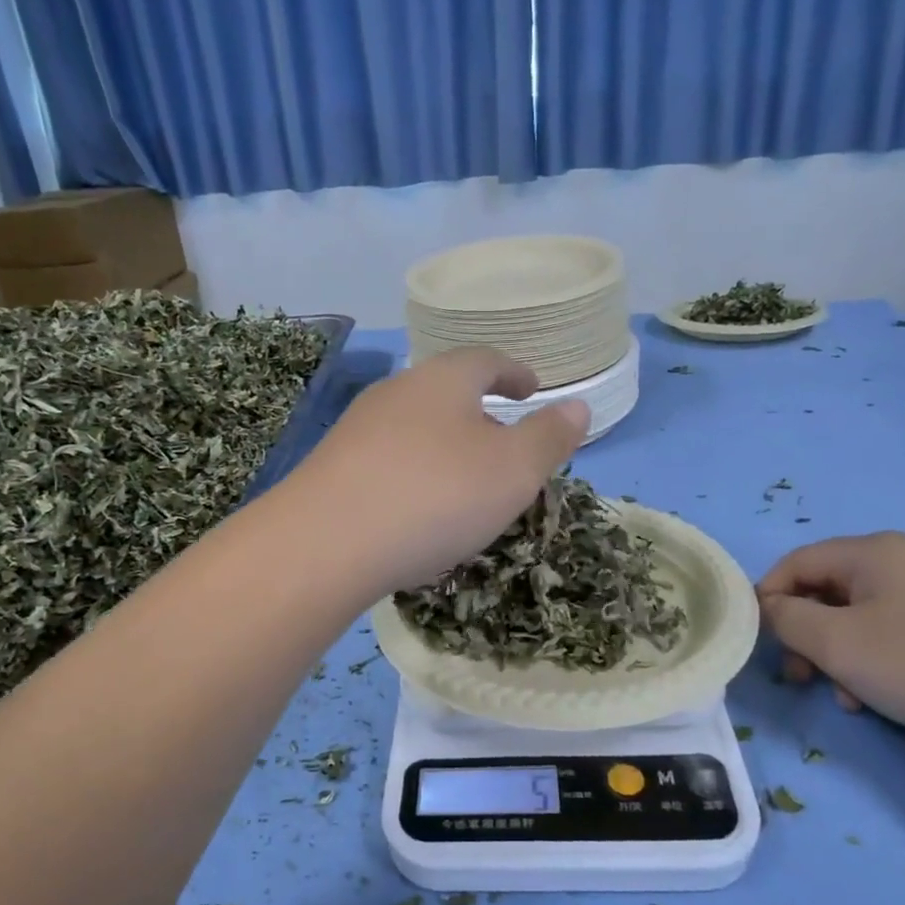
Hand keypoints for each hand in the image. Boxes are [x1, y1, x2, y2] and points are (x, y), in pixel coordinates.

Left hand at [282, 348, 588, 595]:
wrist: (326, 543)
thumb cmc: (436, 496)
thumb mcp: (513, 470)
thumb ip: (549, 437)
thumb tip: (577, 406)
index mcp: (443, 381)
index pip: (486, 361)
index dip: (514, 373)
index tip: (531, 387)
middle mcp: (396, 392)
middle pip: (445, 391)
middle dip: (478, 413)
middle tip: (503, 442)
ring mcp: (357, 429)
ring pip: (414, 427)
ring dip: (444, 447)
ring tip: (464, 481)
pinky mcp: (332, 468)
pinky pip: (387, 462)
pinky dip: (413, 475)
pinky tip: (416, 510)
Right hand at [756, 532, 904, 753]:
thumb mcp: (837, 643)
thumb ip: (787, 619)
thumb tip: (770, 608)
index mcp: (875, 551)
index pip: (797, 562)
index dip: (769, 597)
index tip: (761, 641)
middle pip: (828, 589)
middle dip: (806, 634)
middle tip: (800, 676)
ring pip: (858, 615)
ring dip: (838, 654)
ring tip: (845, 697)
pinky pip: (892, 629)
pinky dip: (873, 658)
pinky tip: (878, 696)